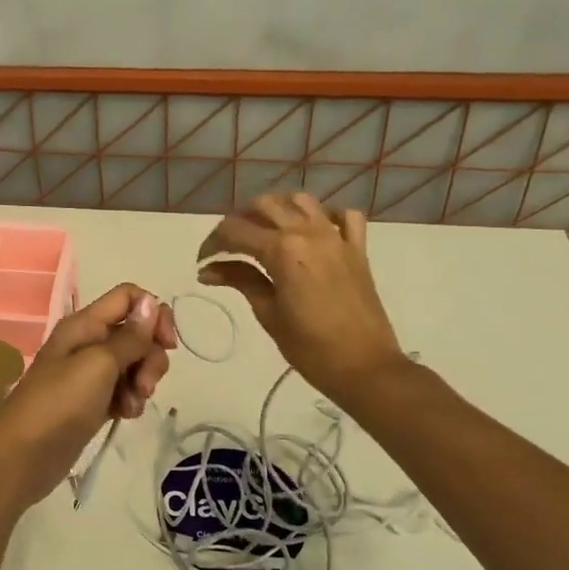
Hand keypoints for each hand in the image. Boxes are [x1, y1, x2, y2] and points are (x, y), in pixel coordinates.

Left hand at [0, 283, 177, 509]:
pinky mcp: (93, 401)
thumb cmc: (60, 403)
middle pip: (136, 333)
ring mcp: (90, 373)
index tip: (166, 343)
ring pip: (133, 363)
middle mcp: (88, 342)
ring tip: (131, 405)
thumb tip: (151, 302)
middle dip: (150, 356)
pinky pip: (123, 390)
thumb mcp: (99, 364)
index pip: (128, 297)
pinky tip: (124, 416)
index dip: (153, 313)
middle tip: (144, 384)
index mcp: (84, 324)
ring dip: (142, 382)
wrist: (24, 456)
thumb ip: (129, 336)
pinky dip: (130, 400)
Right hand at [197, 193, 405, 406]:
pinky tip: (314, 233)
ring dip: (278, 210)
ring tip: (265, 233)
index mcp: (281, 249)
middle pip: (264, 205)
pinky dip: (326, 217)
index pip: (234, 230)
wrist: (365, 367)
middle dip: (240, 221)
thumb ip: (240, 280)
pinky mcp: (357, 249)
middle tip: (229, 248)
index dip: (212, 243)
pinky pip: (344, 216)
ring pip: (300, 201)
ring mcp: (336, 237)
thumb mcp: (268, 313)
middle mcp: (307, 232)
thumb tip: (208, 270)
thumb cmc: (310, 348)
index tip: (203, 262)